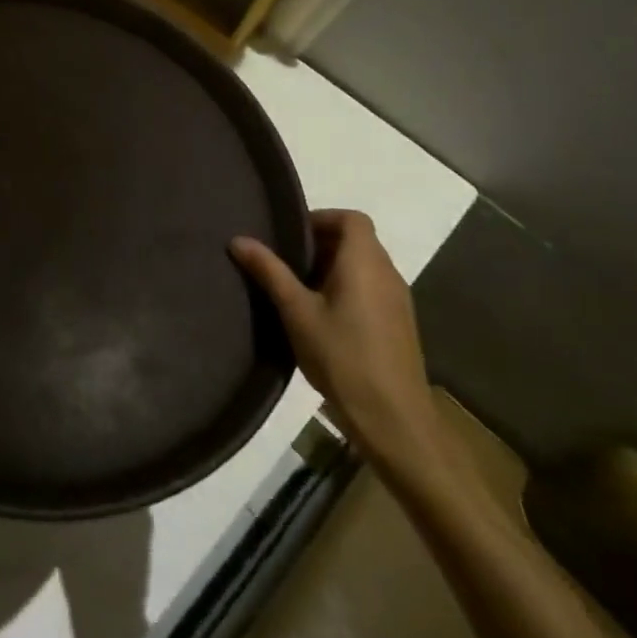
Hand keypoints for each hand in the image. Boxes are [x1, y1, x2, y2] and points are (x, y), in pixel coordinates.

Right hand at [230, 210, 440, 472]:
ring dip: (331, 268)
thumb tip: (238, 239)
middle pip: (357, 241)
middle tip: (284, 261)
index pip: (352, 219)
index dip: (321, 218)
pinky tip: (320, 317)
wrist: (394, 419)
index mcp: (365, 263)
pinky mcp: (398, 325)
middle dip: (320, 244)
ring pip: (363, 266)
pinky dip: (345, 288)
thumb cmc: (342, 356)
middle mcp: (388, 274)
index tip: (290, 235)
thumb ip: (269, 272)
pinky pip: (370, 289)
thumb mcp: (296, 311)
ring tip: (296, 289)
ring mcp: (397, 301)